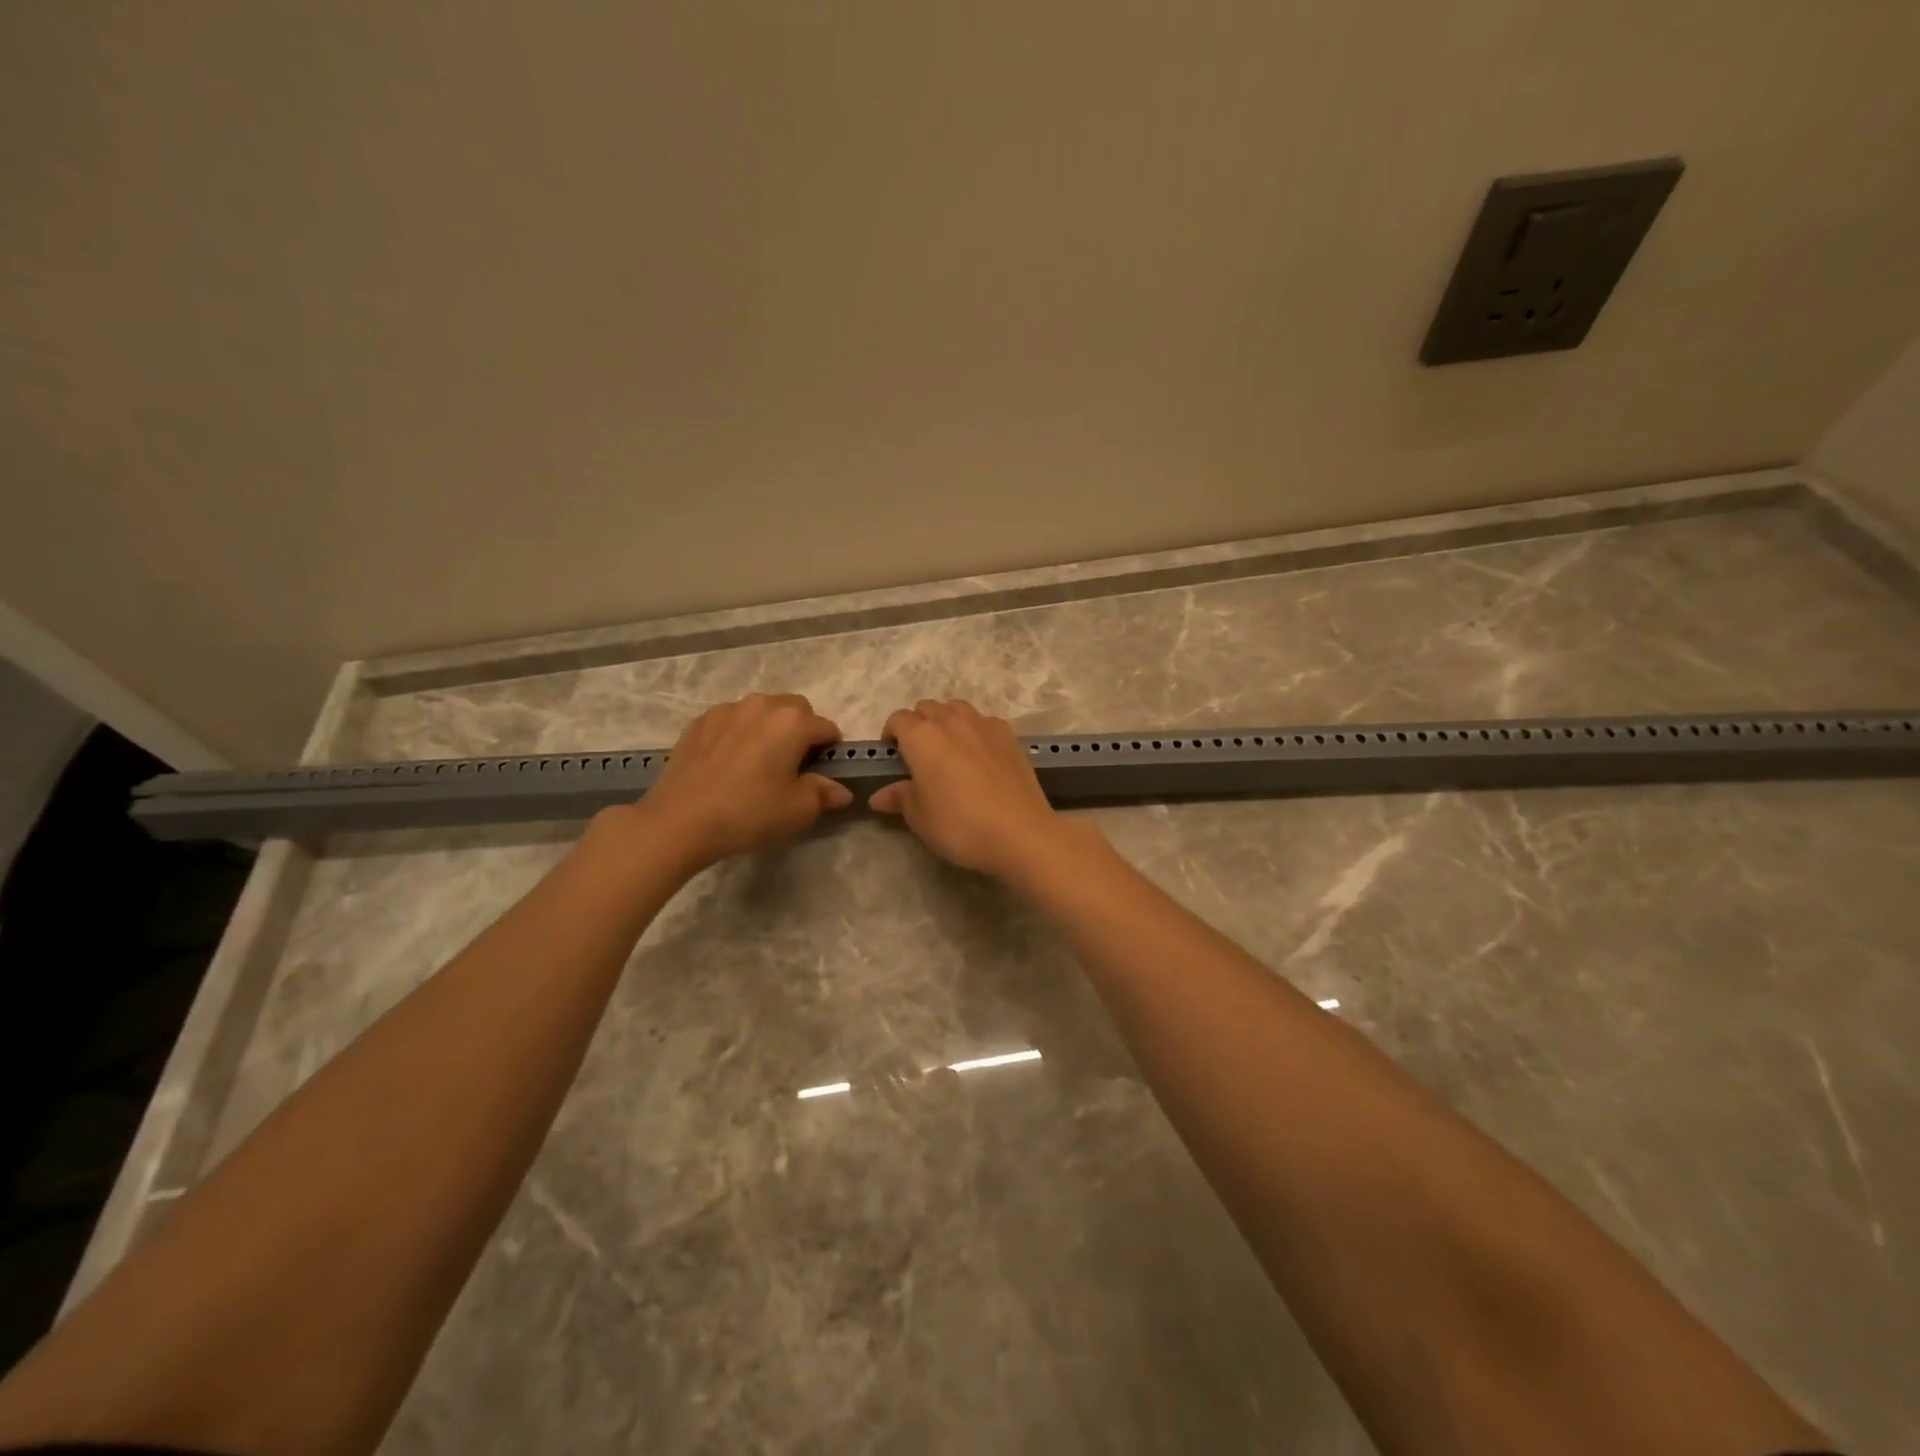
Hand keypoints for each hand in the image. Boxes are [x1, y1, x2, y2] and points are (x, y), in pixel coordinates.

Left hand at [628, 694, 851, 870]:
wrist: (680, 821)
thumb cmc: (749, 813)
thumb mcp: (797, 810)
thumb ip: (824, 794)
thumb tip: (840, 790)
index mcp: (793, 722)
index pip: (826, 728)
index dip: (830, 750)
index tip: (822, 772)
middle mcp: (762, 705)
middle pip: (795, 710)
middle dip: (801, 730)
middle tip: (792, 765)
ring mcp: (727, 710)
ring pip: (761, 711)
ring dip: (769, 728)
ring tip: (758, 762)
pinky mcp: (700, 721)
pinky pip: (732, 720)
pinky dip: (739, 733)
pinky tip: (729, 763)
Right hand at [870, 699, 1068, 879]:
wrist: (1020, 832)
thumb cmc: (959, 825)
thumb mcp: (920, 817)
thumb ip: (899, 798)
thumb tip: (879, 795)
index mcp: (921, 737)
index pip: (898, 720)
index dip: (891, 735)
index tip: (893, 756)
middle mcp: (951, 721)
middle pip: (927, 708)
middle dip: (918, 724)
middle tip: (920, 755)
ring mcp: (984, 724)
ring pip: (957, 708)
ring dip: (947, 721)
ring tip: (950, 750)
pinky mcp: (1010, 735)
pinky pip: (984, 721)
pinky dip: (975, 730)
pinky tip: (981, 756)